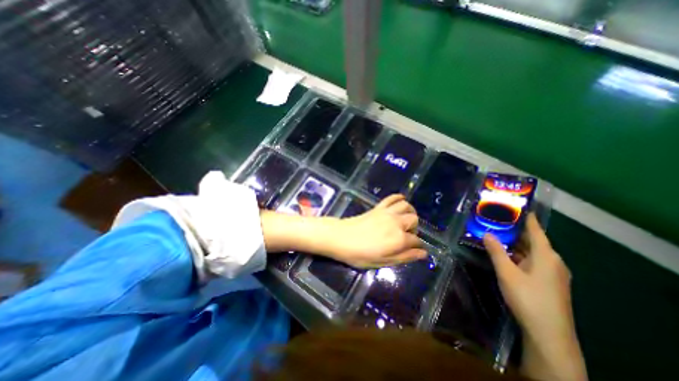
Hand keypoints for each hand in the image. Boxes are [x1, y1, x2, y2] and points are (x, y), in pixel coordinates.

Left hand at [323, 197, 422, 267]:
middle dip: (414, 228)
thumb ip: (404, 257)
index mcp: (399, 239)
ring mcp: (387, 212)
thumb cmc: (360, 254)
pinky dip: (398, 198)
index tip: (415, 250)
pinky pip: (392, 198)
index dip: (417, 246)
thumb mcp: (383, 261)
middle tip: (406, 236)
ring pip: (406, 206)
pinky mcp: (378, 207)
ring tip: (405, 220)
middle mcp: (397, 222)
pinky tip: (400, 201)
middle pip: (414, 220)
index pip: (416, 240)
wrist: (341, 238)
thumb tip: (422, 254)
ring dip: (410, 212)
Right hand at [486, 214, 586, 379]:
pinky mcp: (549, 282)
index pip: (536, 230)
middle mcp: (553, 261)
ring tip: (497, 234)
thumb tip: (487, 233)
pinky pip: (532, 261)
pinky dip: (519, 255)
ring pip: (531, 252)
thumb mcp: (507, 272)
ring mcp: (552, 273)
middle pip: (533, 240)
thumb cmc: (528, 298)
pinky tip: (505, 255)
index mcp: (546, 255)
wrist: (549, 334)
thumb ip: (496, 251)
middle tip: (497, 220)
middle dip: (515, 230)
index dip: (527, 218)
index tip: (516, 206)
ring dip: (515, 244)